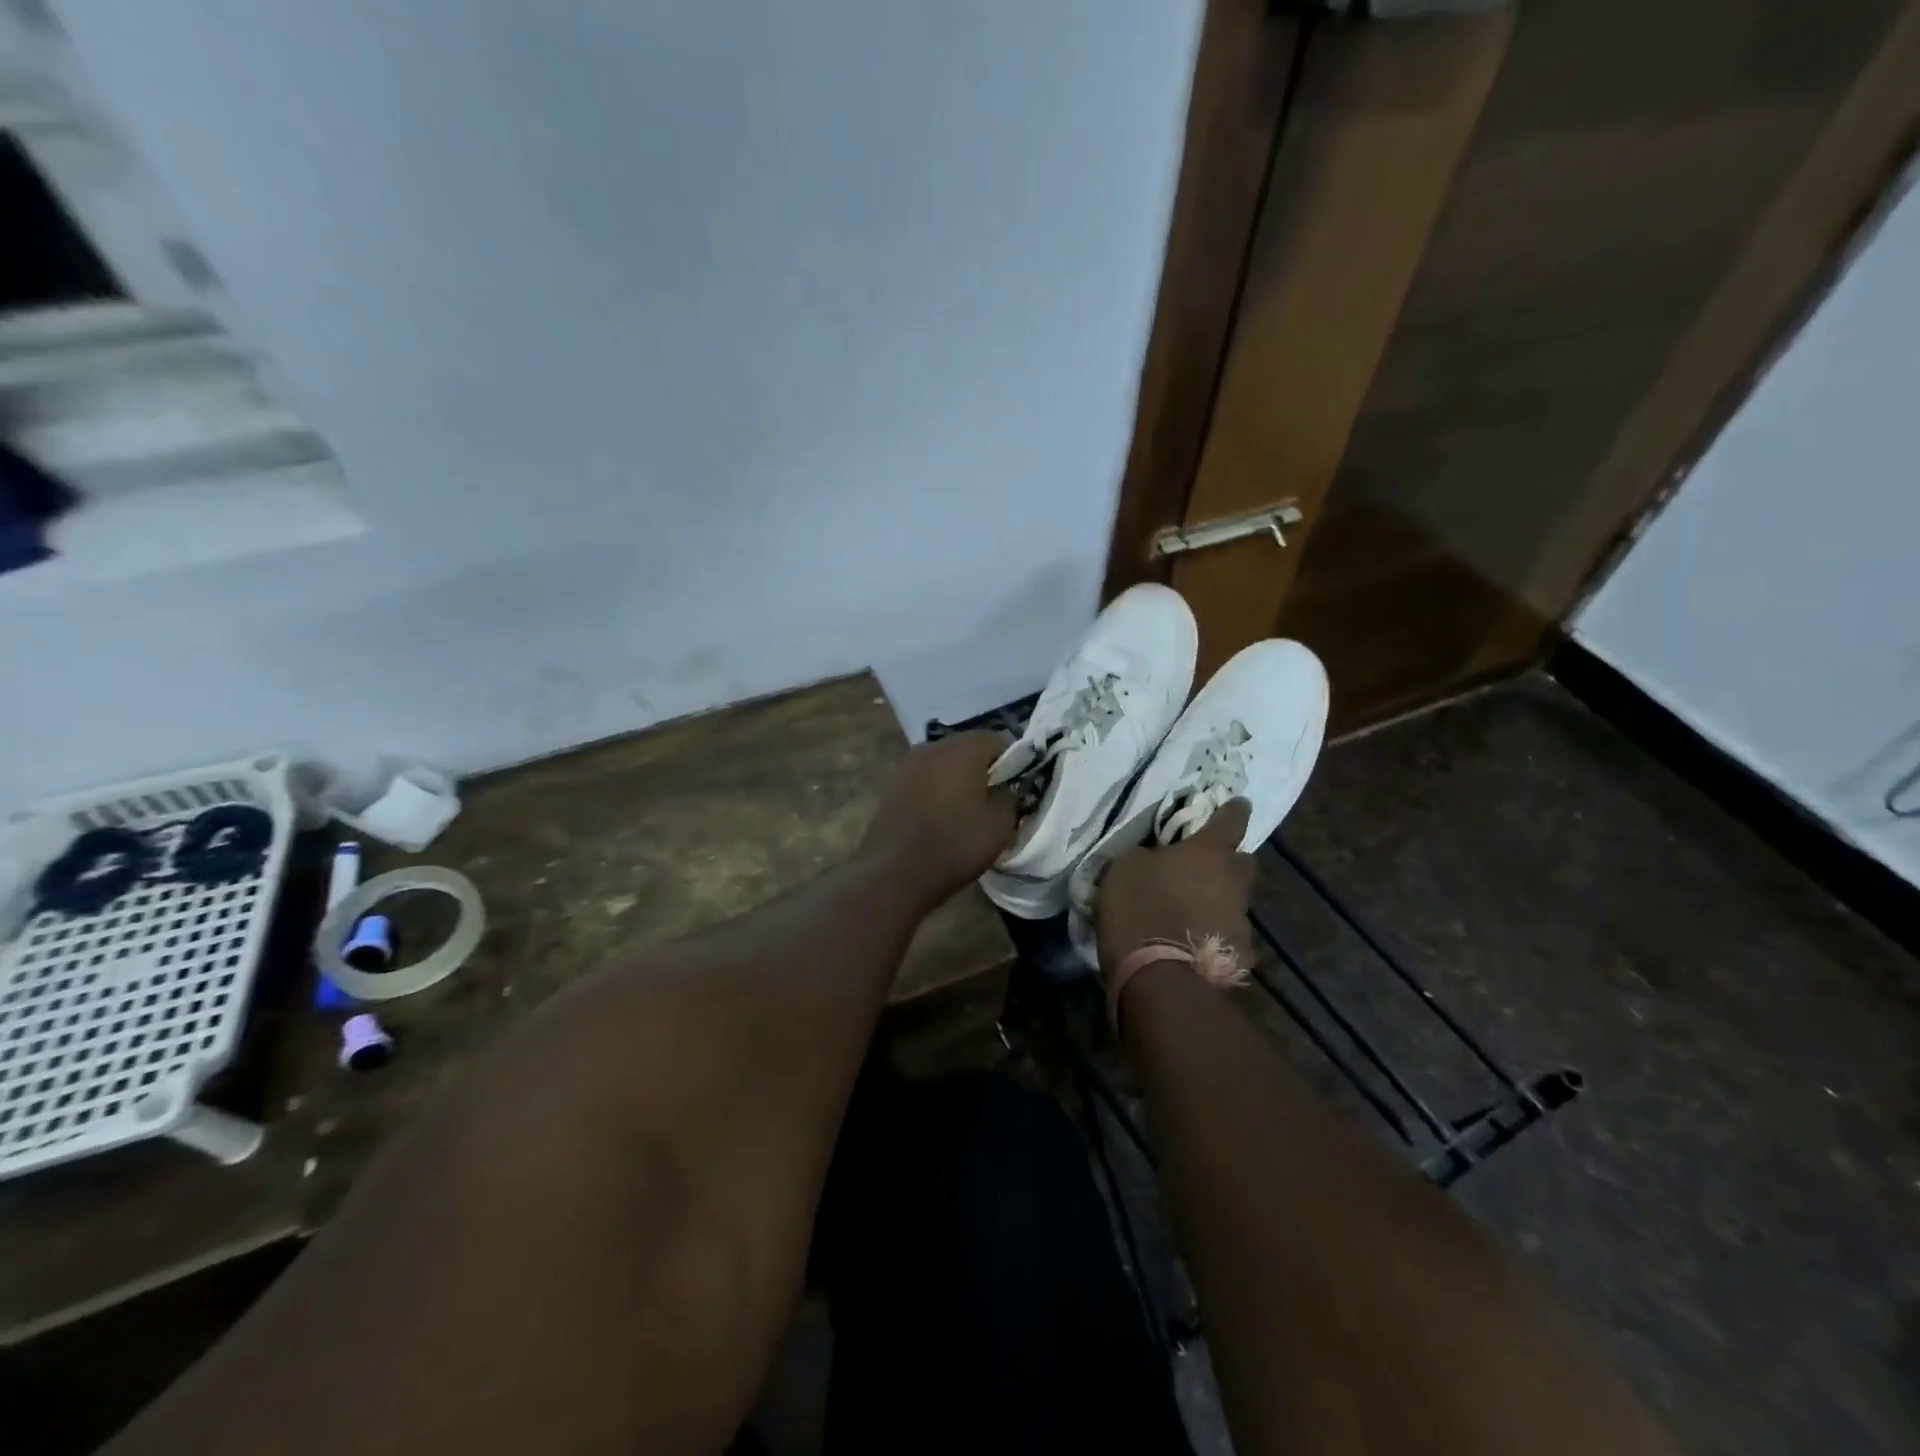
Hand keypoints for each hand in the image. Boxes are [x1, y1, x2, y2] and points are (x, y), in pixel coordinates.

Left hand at [863, 732, 1019, 905]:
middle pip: (966, 749)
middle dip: (981, 769)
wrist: (895, 871)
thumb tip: (1005, 789)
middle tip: (991, 800)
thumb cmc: (956, 843)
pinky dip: (934, 791)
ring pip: (942, 764)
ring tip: (964, 811)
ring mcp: (907, 765)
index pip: (997, 740)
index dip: (1011, 763)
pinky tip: (938, 817)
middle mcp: (933, 746)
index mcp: (963, 748)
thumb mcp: (1001, 824)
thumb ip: (1010, 797)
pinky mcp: (890, 785)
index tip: (1014, 788)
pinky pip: (923, 780)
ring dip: (956, 780)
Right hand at [1095, 801, 1256, 980]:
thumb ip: (1147, 856)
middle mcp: (1235, 882)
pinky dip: (1213, 935)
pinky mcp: (1240, 956)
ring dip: (1218, 901)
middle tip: (1206, 865)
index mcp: (1209, 853)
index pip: (1231, 820)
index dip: (1232, 810)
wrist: (1159, 979)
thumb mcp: (1125, 868)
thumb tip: (1156, 859)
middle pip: (1243, 861)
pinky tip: (1193, 944)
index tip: (1237, 803)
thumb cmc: (1139, 909)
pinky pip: (1227, 936)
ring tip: (1191, 913)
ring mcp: (1242, 922)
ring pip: (1234, 901)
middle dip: (1229, 860)